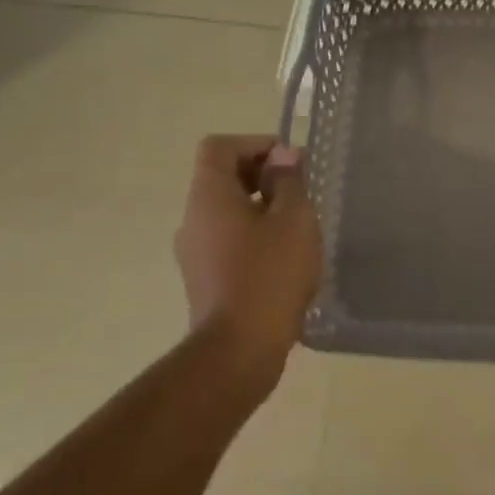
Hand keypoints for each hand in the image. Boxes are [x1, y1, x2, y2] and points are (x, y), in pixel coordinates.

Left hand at [174, 134, 321, 395]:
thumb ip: (289, 181)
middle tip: (301, 193)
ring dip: (261, 208)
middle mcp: (193, 219)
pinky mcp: (204, 280)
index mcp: (209, 196)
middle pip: (222, 178)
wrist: (239, 350)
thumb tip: (283, 156)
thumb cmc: (270, 273)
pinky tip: (285, 259)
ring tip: (298, 227)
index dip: (255, 144)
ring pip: (227, 212)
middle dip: (262, 176)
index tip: (289, 164)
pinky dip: (254, 236)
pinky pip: (228, 241)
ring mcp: (194, 252)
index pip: (219, 147)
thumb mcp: (294, 219)